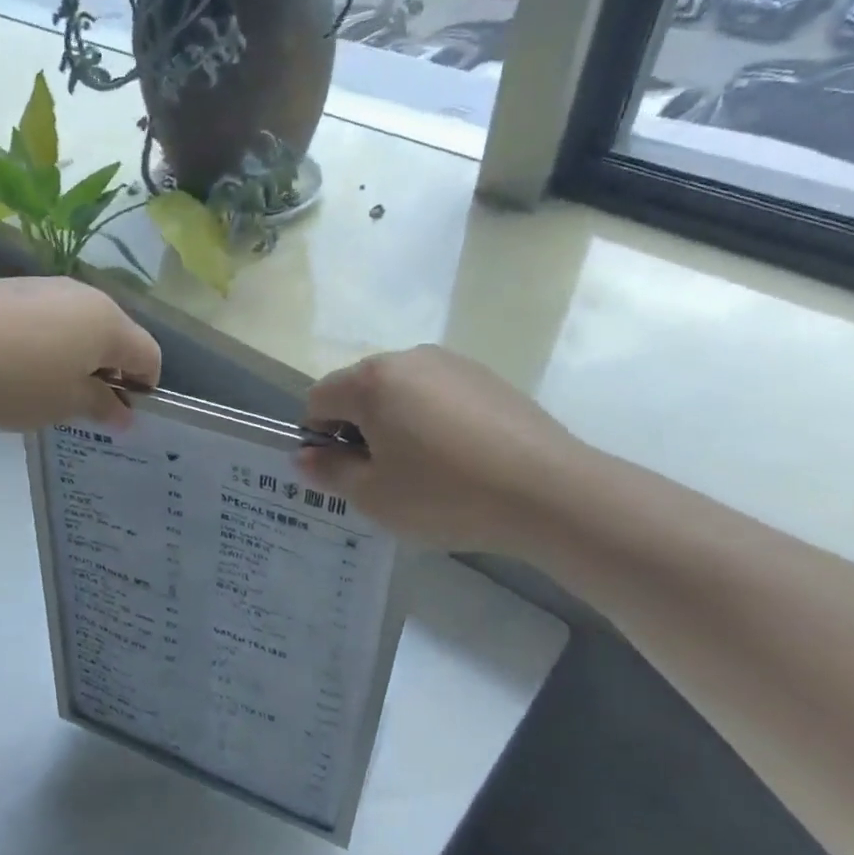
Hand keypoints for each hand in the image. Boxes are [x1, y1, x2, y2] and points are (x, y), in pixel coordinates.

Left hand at [0, 278, 160, 430]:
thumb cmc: (15, 379)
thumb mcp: (63, 404)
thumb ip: (101, 406)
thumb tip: (124, 413)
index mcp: (109, 323)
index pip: (149, 355)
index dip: (144, 387)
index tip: (121, 414)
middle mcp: (85, 296)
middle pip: (115, 335)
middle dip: (108, 370)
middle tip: (82, 404)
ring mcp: (46, 286)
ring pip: (78, 324)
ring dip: (76, 356)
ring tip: (44, 387)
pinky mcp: (11, 287)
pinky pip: (46, 317)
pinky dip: (45, 342)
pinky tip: (14, 365)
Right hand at [299, 346, 580, 552]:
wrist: (548, 492)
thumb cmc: (445, 495)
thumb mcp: (373, 496)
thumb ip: (329, 471)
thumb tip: (305, 456)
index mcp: (372, 381)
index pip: (319, 399)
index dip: (319, 438)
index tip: (344, 473)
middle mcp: (408, 358)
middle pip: (360, 390)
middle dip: (359, 429)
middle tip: (385, 477)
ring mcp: (453, 364)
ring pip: (401, 392)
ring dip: (397, 424)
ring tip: (427, 471)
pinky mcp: (488, 378)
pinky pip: (439, 395)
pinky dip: (433, 421)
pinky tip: (461, 459)